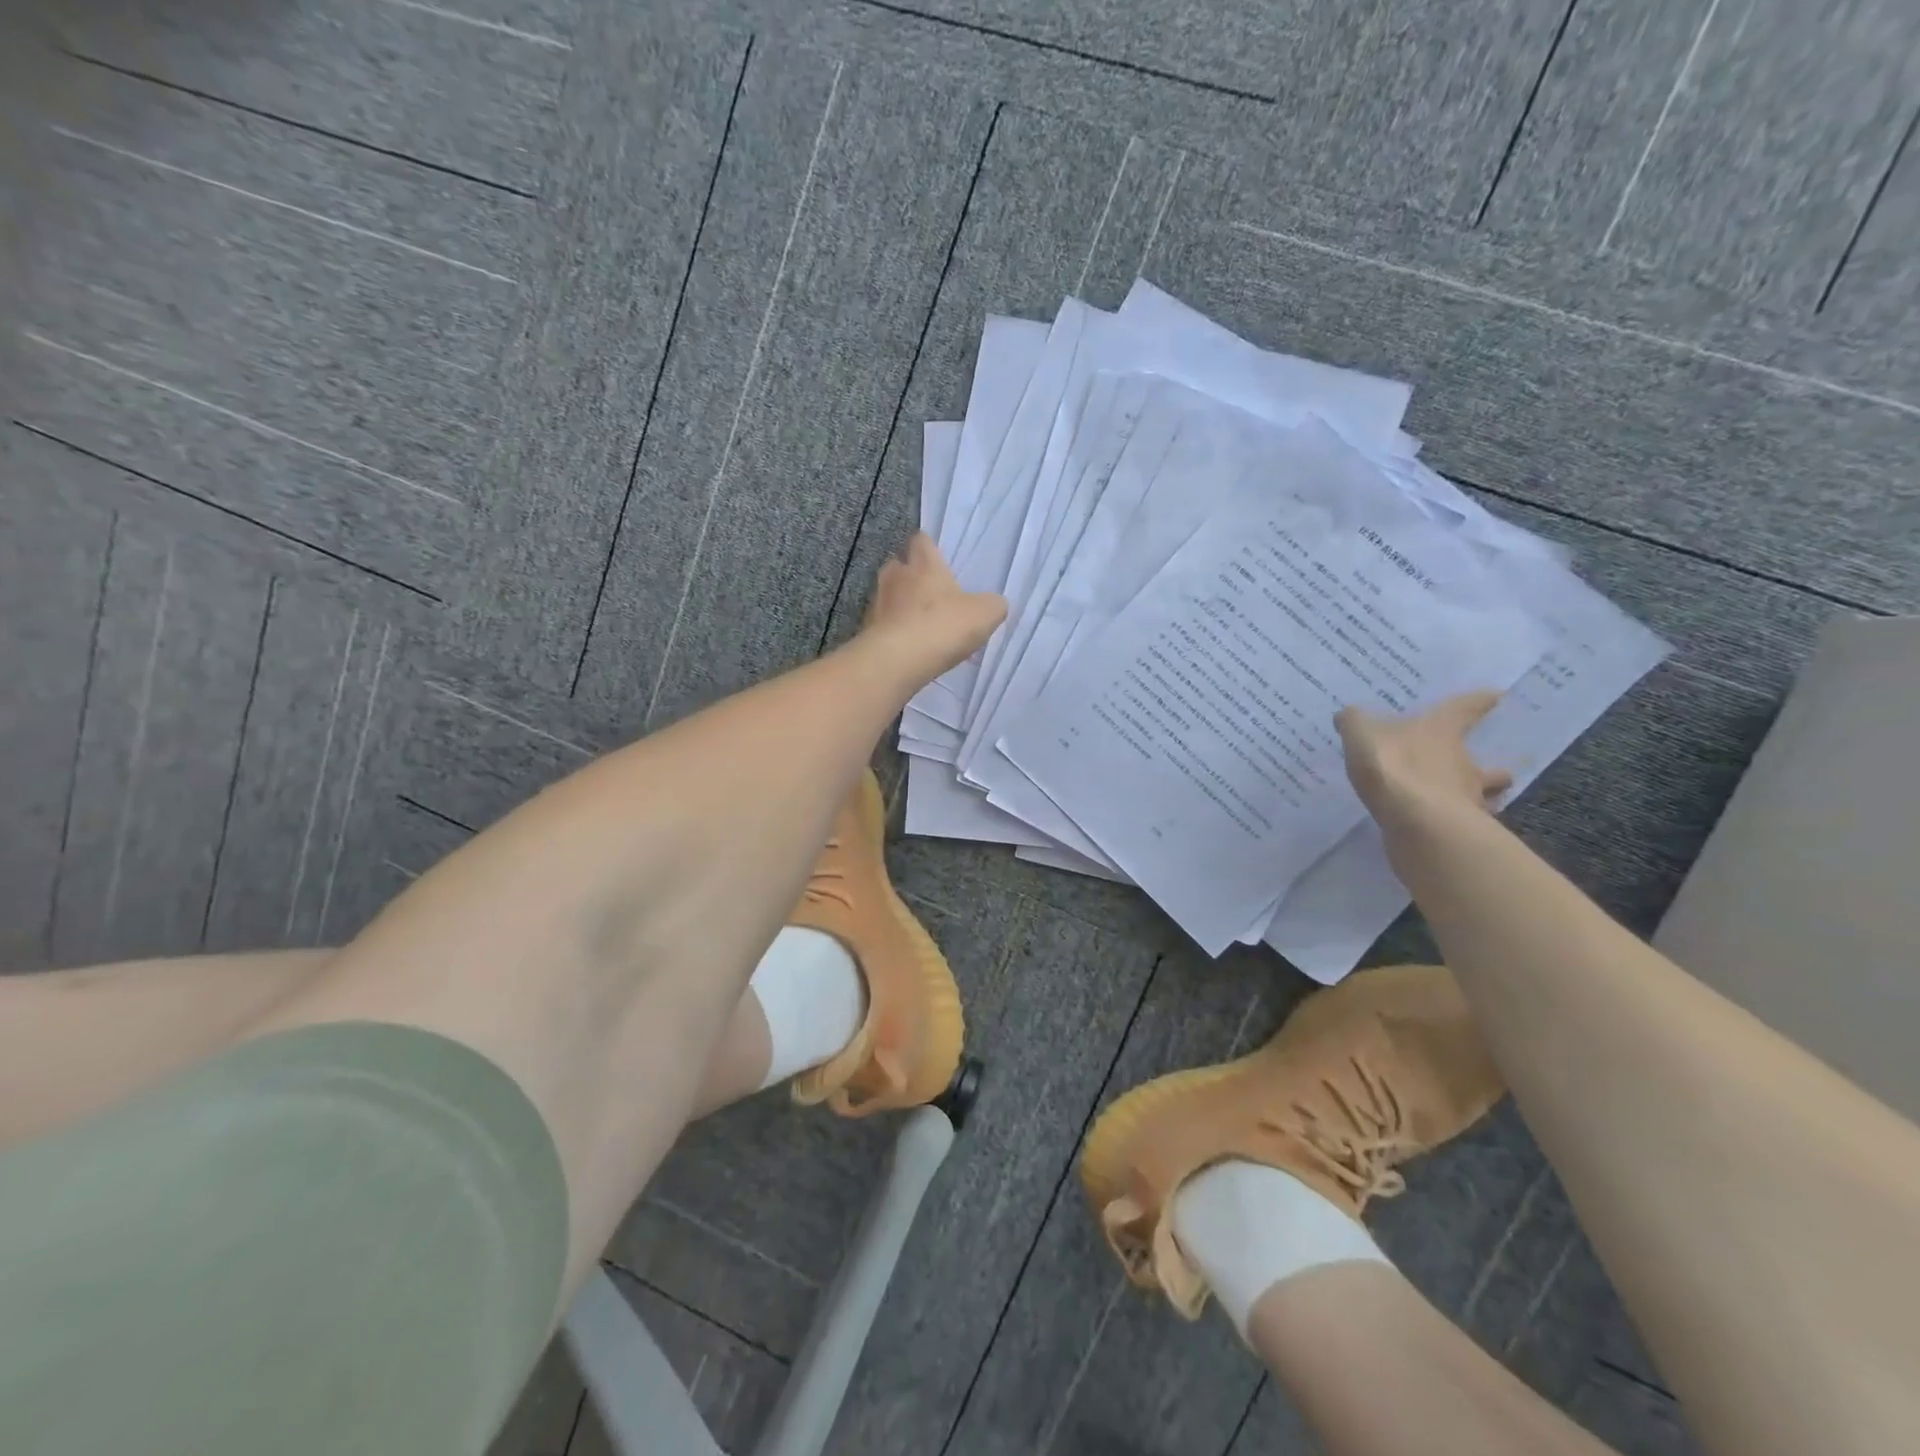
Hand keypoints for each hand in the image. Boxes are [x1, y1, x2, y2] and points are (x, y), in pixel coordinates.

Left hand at [859, 532, 1006, 687]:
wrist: (897, 660)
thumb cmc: (943, 626)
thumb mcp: (984, 614)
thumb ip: (992, 604)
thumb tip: (994, 604)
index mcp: (923, 564)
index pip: (921, 541)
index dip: (929, 547)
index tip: (937, 558)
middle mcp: (895, 576)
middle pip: (899, 566)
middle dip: (911, 576)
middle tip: (929, 593)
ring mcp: (877, 603)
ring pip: (888, 595)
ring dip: (900, 605)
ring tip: (918, 623)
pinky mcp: (867, 630)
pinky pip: (882, 624)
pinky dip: (893, 630)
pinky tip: (908, 647)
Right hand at [1336, 692, 1513, 830]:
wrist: (1414, 819)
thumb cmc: (1392, 765)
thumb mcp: (1361, 734)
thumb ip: (1355, 723)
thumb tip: (1348, 715)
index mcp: (1441, 731)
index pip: (1464, 709)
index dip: (1479, 701)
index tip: (1496, 696)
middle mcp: (1462, 762)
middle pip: (1484, 765)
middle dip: (1489, 769)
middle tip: (1493, 772)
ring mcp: (1465, 798)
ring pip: (1480, 796)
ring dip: (1478, 798)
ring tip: (1467, 804)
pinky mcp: (1458, 829)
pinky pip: (1460, 823)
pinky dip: (1455, 823)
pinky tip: (1442, 828)